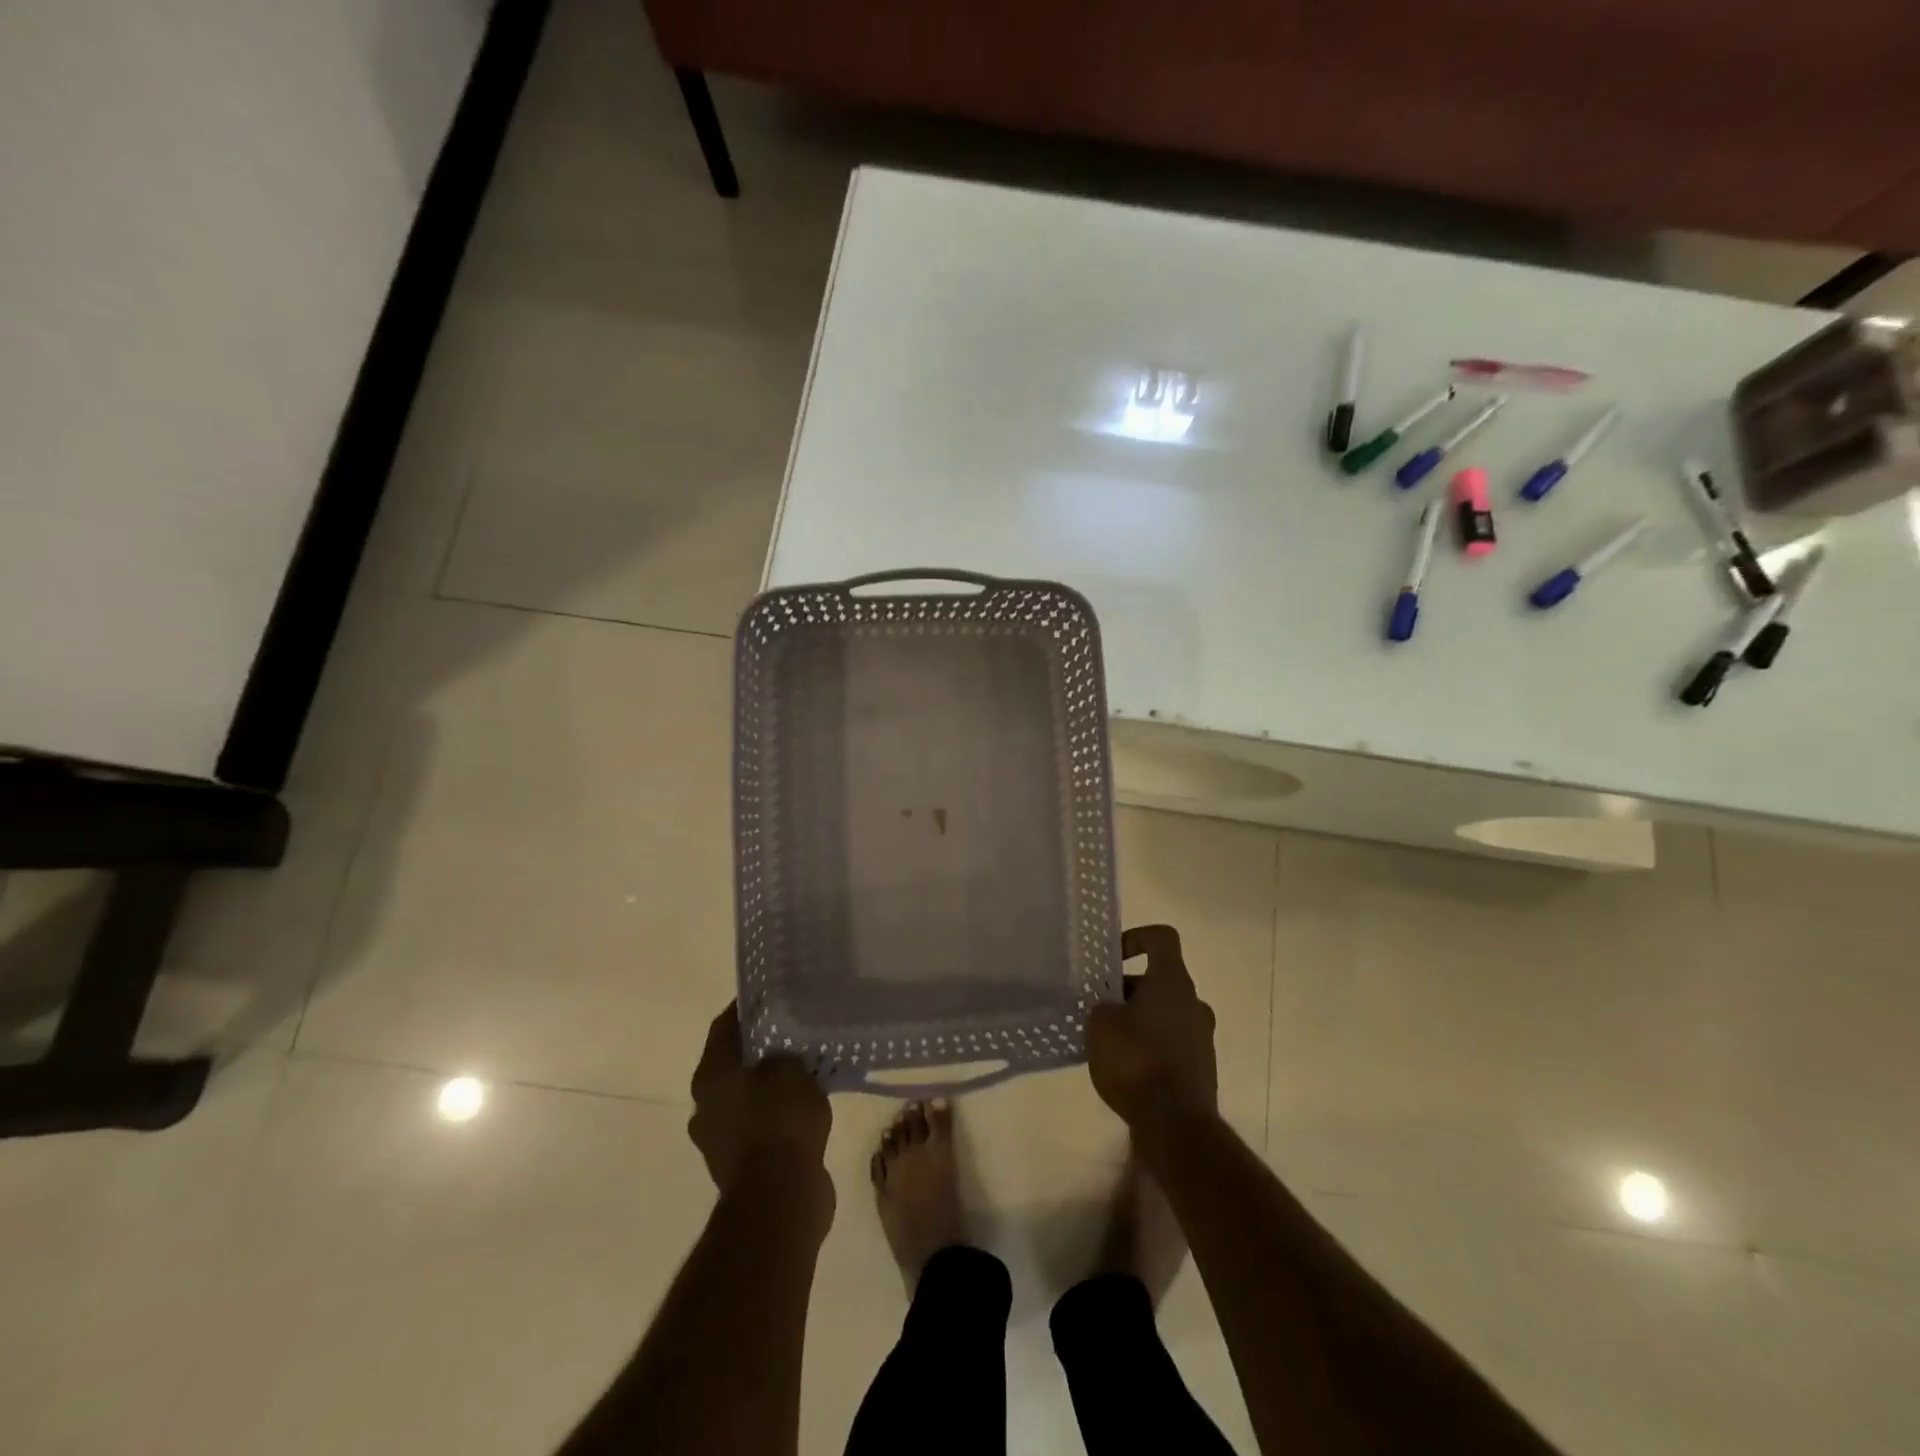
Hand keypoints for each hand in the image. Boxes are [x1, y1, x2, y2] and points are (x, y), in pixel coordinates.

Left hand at [688, 1004, 832, 1197]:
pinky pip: (757, 1124)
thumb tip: (781, 1051)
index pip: (724, 1025)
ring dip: (768, 1083)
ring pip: (745, 1095)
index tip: (773, 994)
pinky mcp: (737, 1164)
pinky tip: (803, 1105)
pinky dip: (774, 1113)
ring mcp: (718, 1137)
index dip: (747, 1008)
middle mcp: (705, 1103)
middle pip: (732, 1061)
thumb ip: (785, 1052)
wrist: (779, 1199)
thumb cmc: (780, 1122)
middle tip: (792, 1030)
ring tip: (803, 1067)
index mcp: (711, 1074)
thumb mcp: (792, 1070)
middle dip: (760, 1047)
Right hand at [1088, 924, 1218, 1130]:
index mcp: (1172, 981)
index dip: (1136, 938)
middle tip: (1100, 1010)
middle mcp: (1194, 1002)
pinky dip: (1151, 1048)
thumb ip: (1102, 1007)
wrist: (1176, 1126)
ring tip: (1109, 1044)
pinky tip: (1127, 1071)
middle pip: (1160, 980)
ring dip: (1139, 1020)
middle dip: (1129, 990)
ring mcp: (1202, 1037)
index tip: (1113, 959)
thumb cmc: (1135, 1061)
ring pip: (1165, 1013)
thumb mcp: (1100, 1025)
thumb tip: (1111, 1009)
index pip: (1161, 938)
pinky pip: (1172, 1043)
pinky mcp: (1202, 1068)